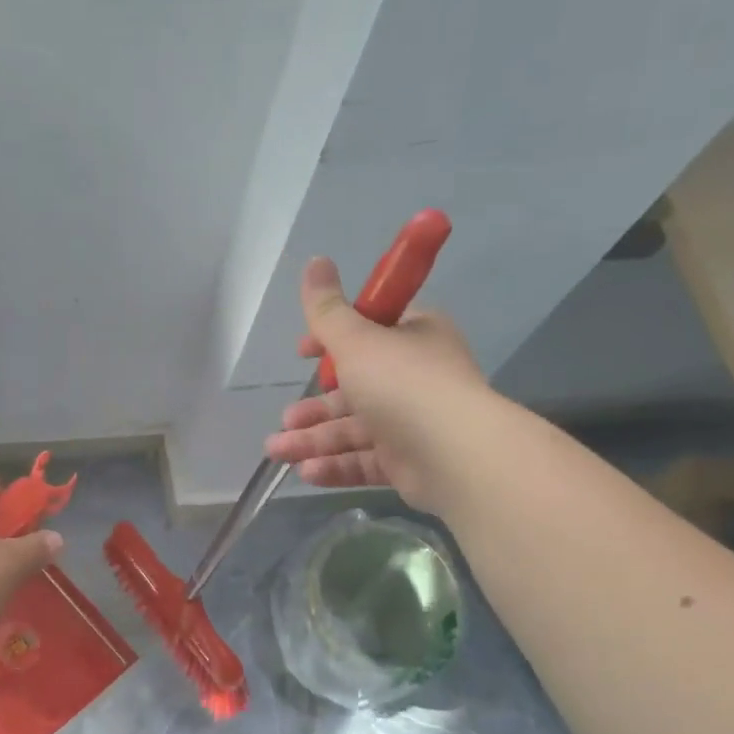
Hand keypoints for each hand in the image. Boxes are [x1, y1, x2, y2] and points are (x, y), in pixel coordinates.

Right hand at [262, 255, 489, 514]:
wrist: (455, 455)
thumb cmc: (403, 385)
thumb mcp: (357, 340)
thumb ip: (328, 310)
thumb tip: (314, 261)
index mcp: (412, 339)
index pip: (368, 332)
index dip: (330, 342)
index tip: (301, 353)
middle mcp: (413, 379)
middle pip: (353, 389)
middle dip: (313, 408)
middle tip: (285, 420)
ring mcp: (412, 424)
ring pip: (353, 430)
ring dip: (312, 440)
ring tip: (278, 451)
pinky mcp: (407, 463)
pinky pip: (364, 461)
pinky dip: (335, 466)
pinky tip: (306, 472)